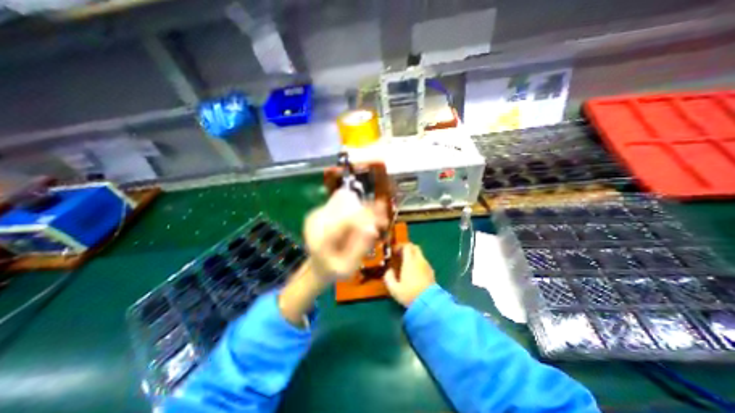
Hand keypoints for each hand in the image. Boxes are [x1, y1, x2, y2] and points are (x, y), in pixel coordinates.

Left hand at [278, 188, 386, 327]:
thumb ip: (359, 247)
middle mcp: (316, 223)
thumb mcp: (348, 267)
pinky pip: (339, 205)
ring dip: (361, 209)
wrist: (314, 269)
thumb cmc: (333, 272)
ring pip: (343, 203)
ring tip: (373, 220)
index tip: (382, 216)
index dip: (367, 215)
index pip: (347, 219)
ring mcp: (315, 216)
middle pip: (346, 207)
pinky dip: (353, 208)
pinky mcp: (318, 214)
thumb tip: (370, 227)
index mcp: (322, 239)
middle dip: (367, 210)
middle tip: (381, 219)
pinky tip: (361, 219)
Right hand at [385, 243, 435, 307]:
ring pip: (419, 254)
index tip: (394, 252)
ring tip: (405, 264)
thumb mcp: (394, 289)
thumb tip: (389, 270)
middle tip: (399, 255)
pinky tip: (413, 272)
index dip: (399, 246)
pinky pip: (423, 262)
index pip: (406, 246)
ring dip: (412, 256)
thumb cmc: (410, 295)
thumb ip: (389, 277)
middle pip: (414, 247)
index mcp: (410, 261)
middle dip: (407, 248)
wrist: (429, 304)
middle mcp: (419, 260)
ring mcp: (427, 266)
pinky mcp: (431, 272)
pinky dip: (417, 262)